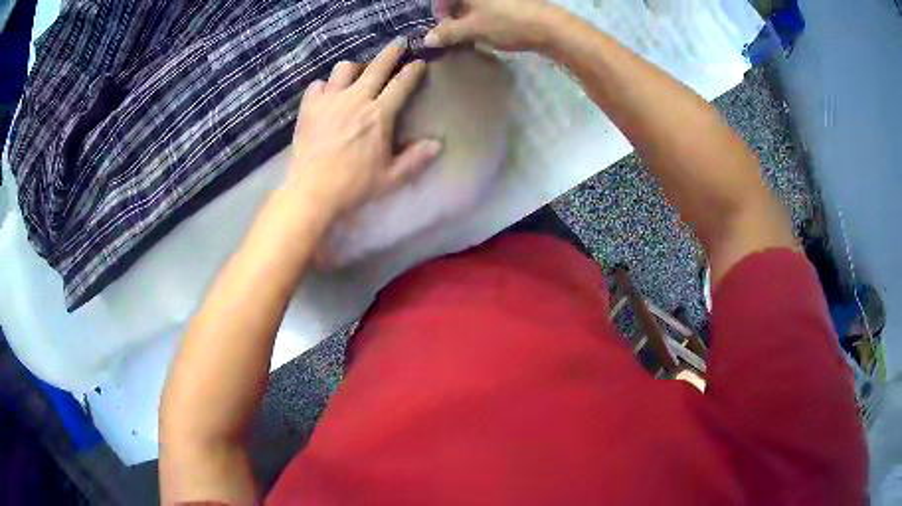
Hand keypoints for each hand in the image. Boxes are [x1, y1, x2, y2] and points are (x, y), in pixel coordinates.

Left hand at [285, 39, 440, 223]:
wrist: (311, 191)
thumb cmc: (354, 186)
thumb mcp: (390, 178)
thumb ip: (415, 159)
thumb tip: (438, 144)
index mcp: (379, 115)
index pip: (401, 84)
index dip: (413, 71)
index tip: (419, 62)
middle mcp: (356, 99)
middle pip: (376, 67)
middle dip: (391, 52)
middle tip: (399, 43)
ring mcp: (330, 100)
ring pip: (344, 69)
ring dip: (355, 67)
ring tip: (358, 72)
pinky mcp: (309, 108)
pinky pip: (317, 85)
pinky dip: (324, 86)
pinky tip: (327, 93)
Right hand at [424, 0, 557, 50]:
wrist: (549, 26)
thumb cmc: (506, 23)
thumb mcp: (472, 29)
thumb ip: (448, 32)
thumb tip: (427, 39)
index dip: (438, 11)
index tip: (442, 28)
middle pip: (459, 0)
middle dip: (454, 15)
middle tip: (456, 33)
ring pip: (475, 4)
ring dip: (468, 17)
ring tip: (472, 34)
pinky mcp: (512, 2)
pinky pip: (489, 7)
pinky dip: (483, 16)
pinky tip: (488, 29)